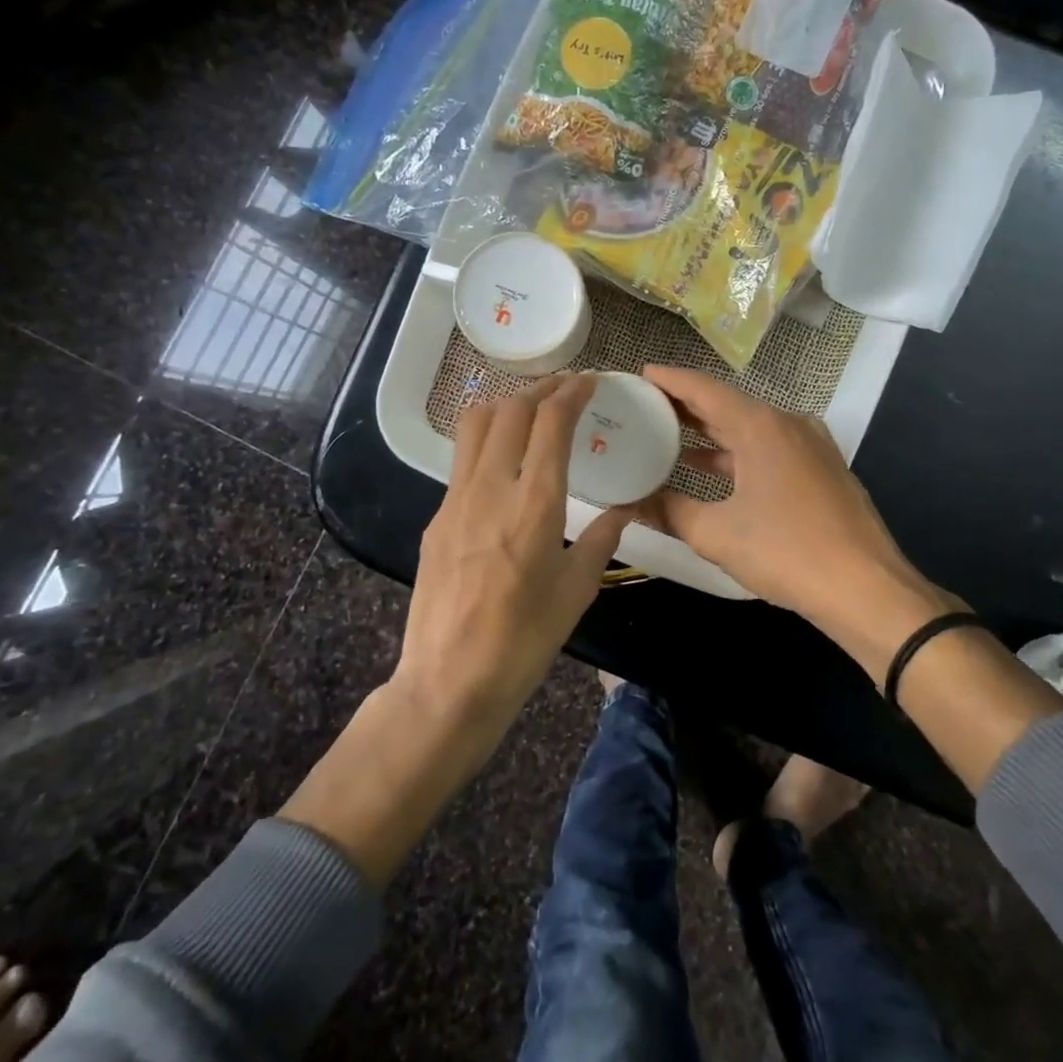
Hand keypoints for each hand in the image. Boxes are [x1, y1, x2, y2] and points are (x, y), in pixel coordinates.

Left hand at [397, 374, 633, 733]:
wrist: (450, 680)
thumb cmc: (525, 639)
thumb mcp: (577, 591)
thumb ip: (602, 540)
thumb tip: (625, 511)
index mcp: (534, 504)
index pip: (550, 423)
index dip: (571, 393)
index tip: (590, 382)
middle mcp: (491, 488)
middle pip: (509, 409)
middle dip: (541, 389)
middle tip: (565, 389)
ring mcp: (455, 500)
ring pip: (475, 424)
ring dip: (508, 405)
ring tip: (533, 410)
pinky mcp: (437, 517)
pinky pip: (463, 459)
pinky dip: (488, 439)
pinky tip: (506, 461)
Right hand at [636, 365, 963, 678]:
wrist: (866, 588)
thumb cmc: (786, 552)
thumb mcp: (716, 534)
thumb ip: (669, 512)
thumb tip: (631, 504)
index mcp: (762, 427)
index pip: (706, 390)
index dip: (671, 380)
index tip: (642, 374)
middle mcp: (789, 425)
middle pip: (729, 406)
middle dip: (687, 407)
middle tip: (647, 408)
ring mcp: (811, 447)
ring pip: (751, 430)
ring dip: (713, 434)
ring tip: (671, 438)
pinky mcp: (823, 471)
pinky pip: (771, 450)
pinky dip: (738, 454)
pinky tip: (714, 472)